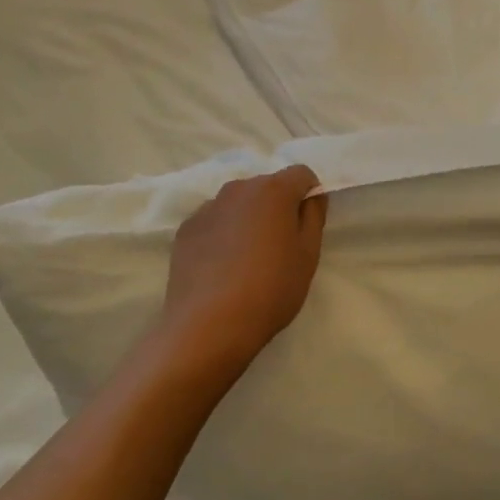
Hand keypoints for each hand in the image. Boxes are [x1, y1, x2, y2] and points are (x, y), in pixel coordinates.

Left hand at [162, 165, 327, 370]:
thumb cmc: (270, 288)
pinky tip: (222, 267)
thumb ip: (314, 216)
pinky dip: (223, 233)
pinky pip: (214, 221)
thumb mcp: (308, 254)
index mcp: (273, 190)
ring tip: (248, 259)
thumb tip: (312, 196)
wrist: (208, 326)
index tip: (307, 225)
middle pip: (267, 186)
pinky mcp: (186, 229)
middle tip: (280, 246)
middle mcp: (238, 188)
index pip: (301, 174)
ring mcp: (208, 207)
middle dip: (277, 206)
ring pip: (239, 203)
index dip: (309, 194)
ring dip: (248, 219)